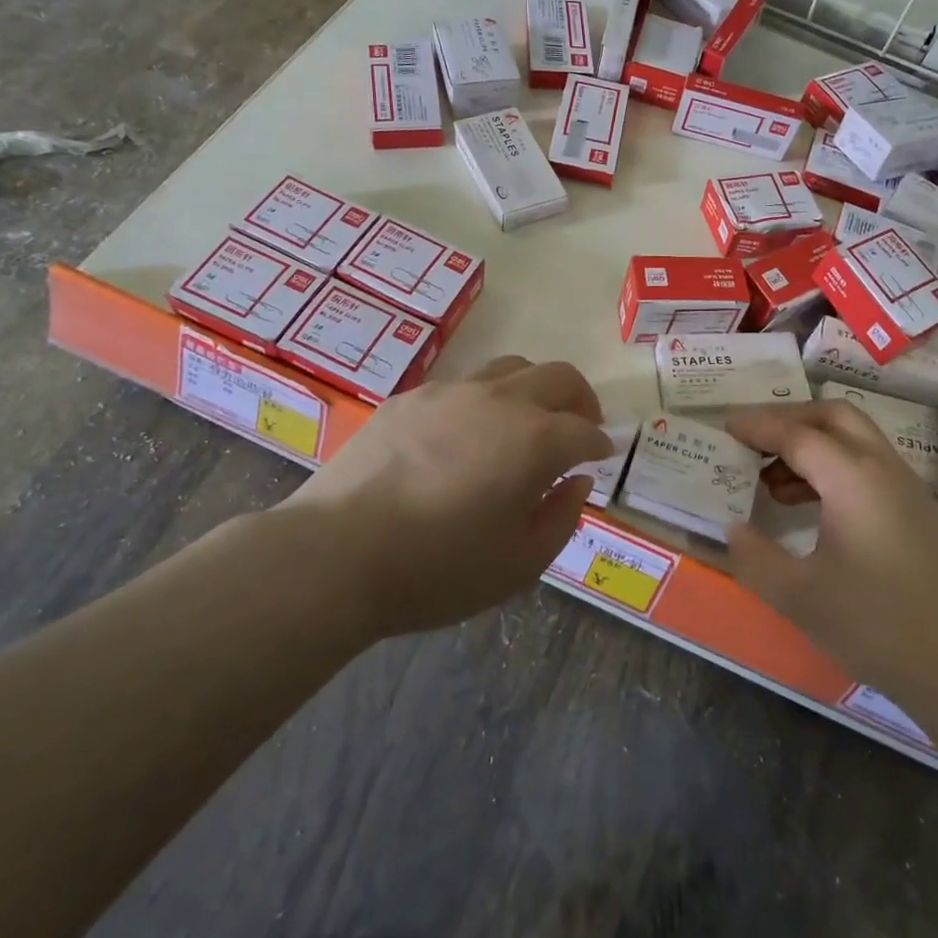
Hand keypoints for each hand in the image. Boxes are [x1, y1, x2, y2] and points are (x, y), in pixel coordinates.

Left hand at [282, 357, 611, 639]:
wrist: (337, 553)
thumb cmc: (438, 570)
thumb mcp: (519, 565)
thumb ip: (561, 518)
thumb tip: (577, 481)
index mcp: (535, 440)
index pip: (585, 430)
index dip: (599, 444)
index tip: (600, 456)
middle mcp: (500, 401)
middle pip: (558, 377)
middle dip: (579, 400)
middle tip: (578, 426)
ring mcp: (452, 392)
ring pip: (511, 368)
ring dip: (533, 389)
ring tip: (526, 421)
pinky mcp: (411, 397)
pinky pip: (463, 384)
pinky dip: (484, 400)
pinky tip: (466, 433)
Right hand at [722, 401, 937, 702]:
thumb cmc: (877, 626)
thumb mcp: (799, 597)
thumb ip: (754, 557)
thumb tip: (732, 528)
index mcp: (853, 477)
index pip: (796, 433)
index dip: (755, 426)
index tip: (721, 426)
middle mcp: (882, 468)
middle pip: (831, 417)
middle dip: (787, 419)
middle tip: (749, 441)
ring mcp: (905, 488)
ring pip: (852, 439)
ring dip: (809, 444)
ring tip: (768, 478)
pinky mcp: (915, 511)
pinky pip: (866, 465)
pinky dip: (830, 466)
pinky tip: (805, 505)